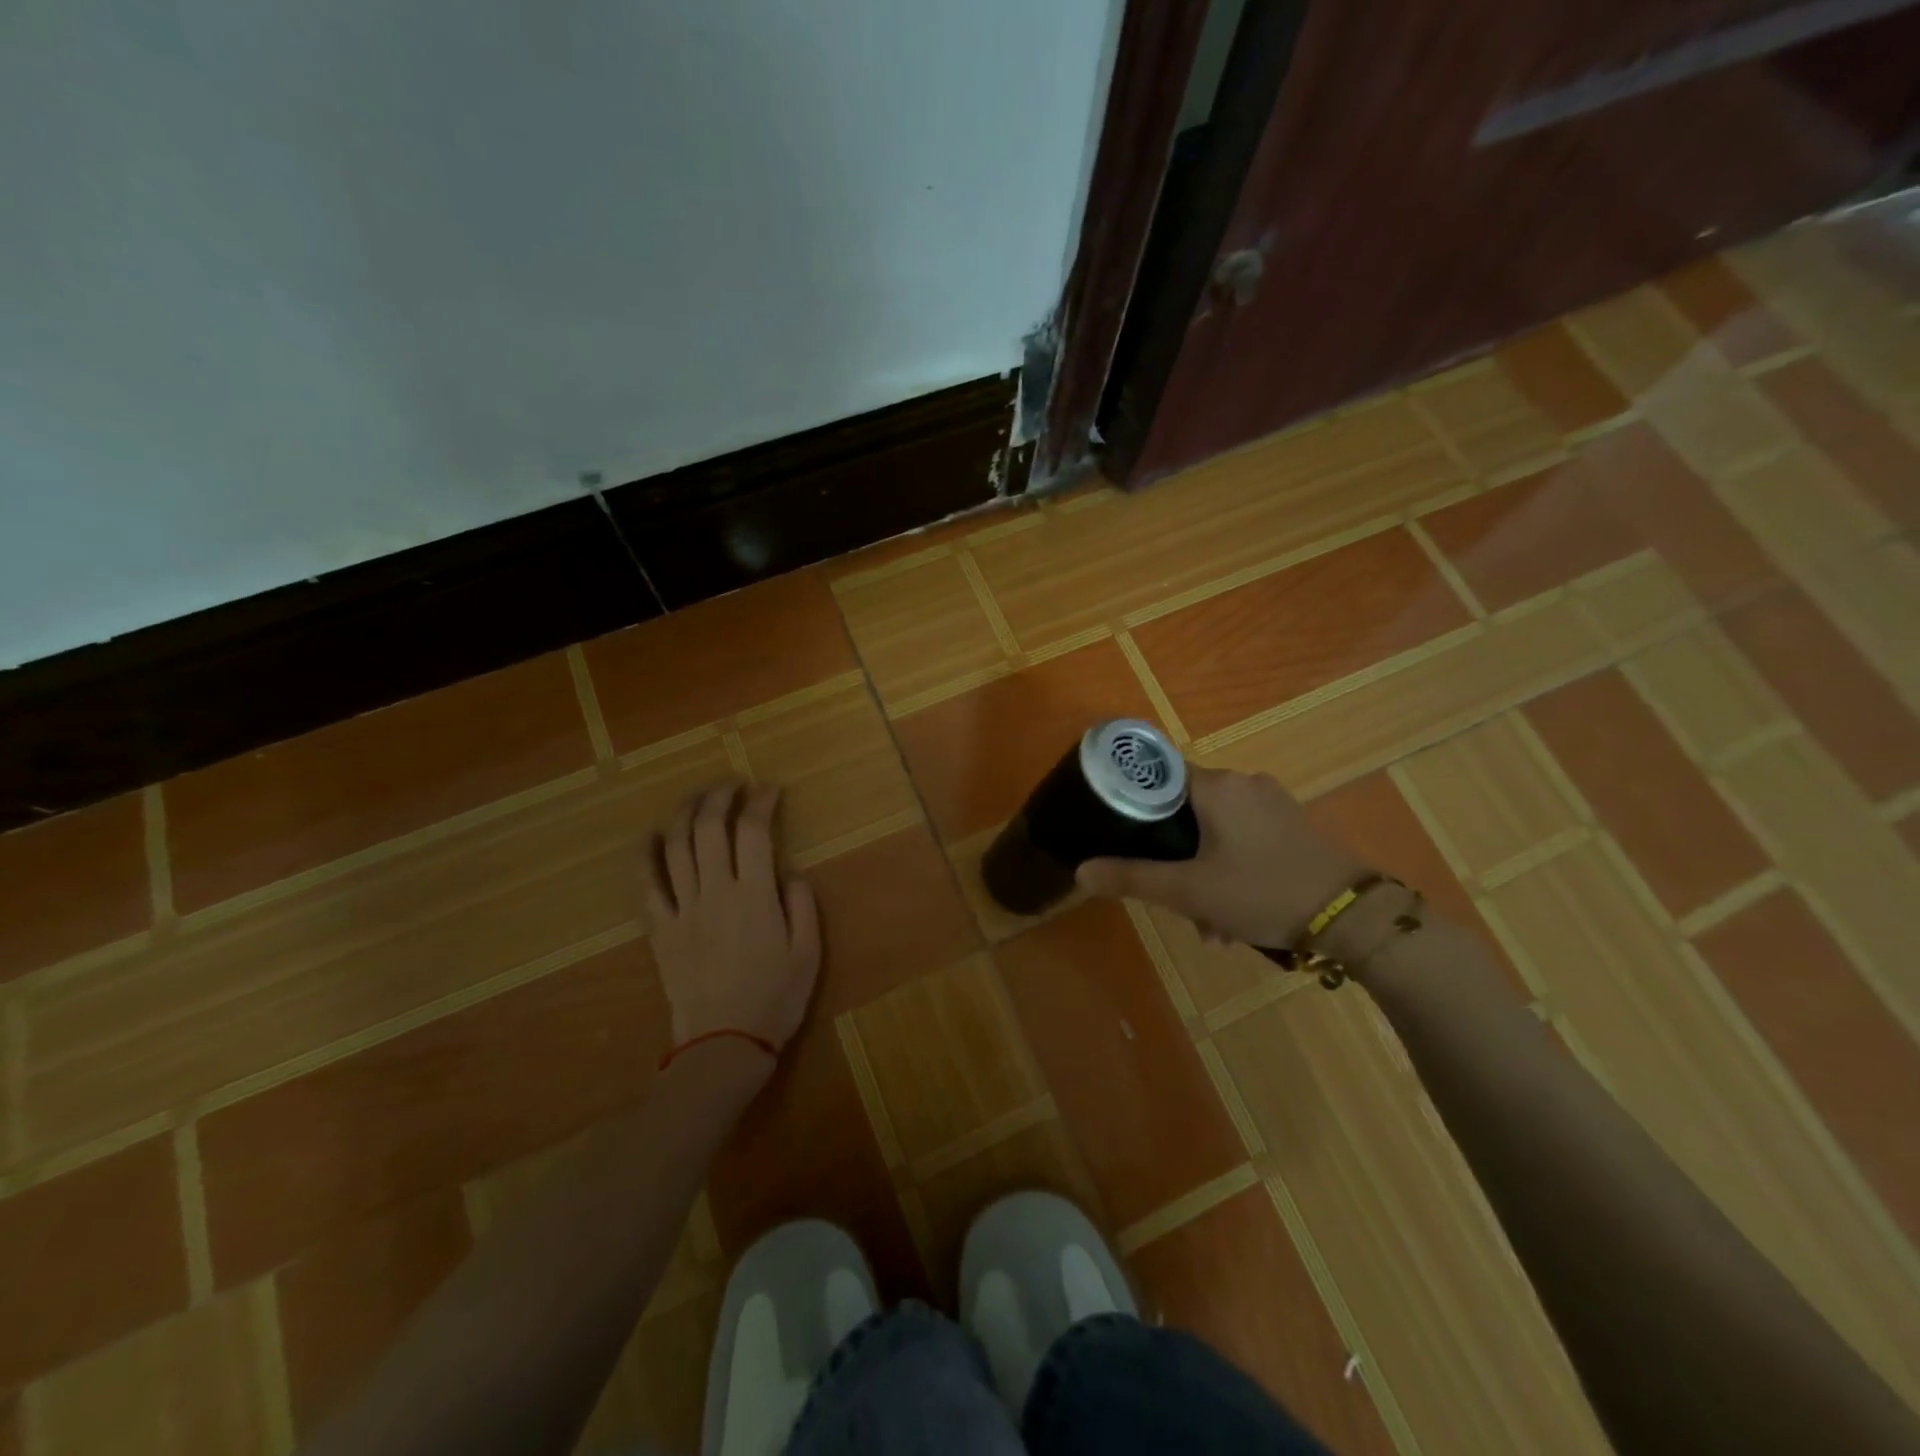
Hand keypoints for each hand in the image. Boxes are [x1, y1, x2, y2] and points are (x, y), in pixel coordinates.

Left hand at [644, 783, 821, 1052]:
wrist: (723, 1045)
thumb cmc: (775, 999)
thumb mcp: (808, 953)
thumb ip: (802, 904)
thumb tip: (790, 870)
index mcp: (755, 895)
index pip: (754, 831)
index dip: (761, 802)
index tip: (770, 790)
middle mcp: (715, 891)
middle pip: (710, 828)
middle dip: (721, 796)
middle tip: (733, 784)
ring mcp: (683, 908)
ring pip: (677, 847)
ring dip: (686, 813)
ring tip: (698, 797)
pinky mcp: (661, 929)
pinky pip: (646, 885)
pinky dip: (646, 854)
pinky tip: (652, 835)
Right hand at [1076, 767, 1365, 949]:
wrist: (1352, 917)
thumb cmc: (1262, 892)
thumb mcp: (1189, 892)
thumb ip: (1131, 878)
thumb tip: (1080, 872)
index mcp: (1216, 785)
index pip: (1158, 773)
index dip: (1133, 801)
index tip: (1118, 832)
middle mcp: (1243, 782)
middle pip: (1185, 810)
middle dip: (1174, 859)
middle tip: (1176, 902)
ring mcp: (1271, 803)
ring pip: (1214, 831)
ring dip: (1203, 874)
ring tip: (1212, 927)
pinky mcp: (1291, 824)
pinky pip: (1243, 839)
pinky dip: (1230, 870)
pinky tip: (1236, 916)